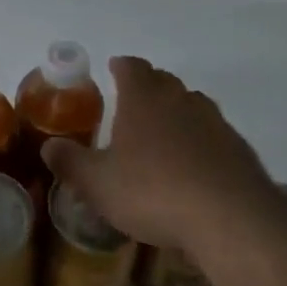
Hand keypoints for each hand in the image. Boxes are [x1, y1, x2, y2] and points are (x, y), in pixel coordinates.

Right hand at [43, 56, 279, 252]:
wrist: (231, 219)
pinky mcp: (238, 147)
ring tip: (163, 135)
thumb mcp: (98, 184)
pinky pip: (213, 133)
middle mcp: (180, 99)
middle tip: (133, 105)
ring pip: (191, 104)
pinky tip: (195, 166)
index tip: (113, 69)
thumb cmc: (154, 192)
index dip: (121, 67)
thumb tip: (48, 147)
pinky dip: (201, 140)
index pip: (131, 67)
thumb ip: (71, 163)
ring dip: (176, 112)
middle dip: (147, 86)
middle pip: (163, 80)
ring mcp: (214, 121)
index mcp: (143, 98)